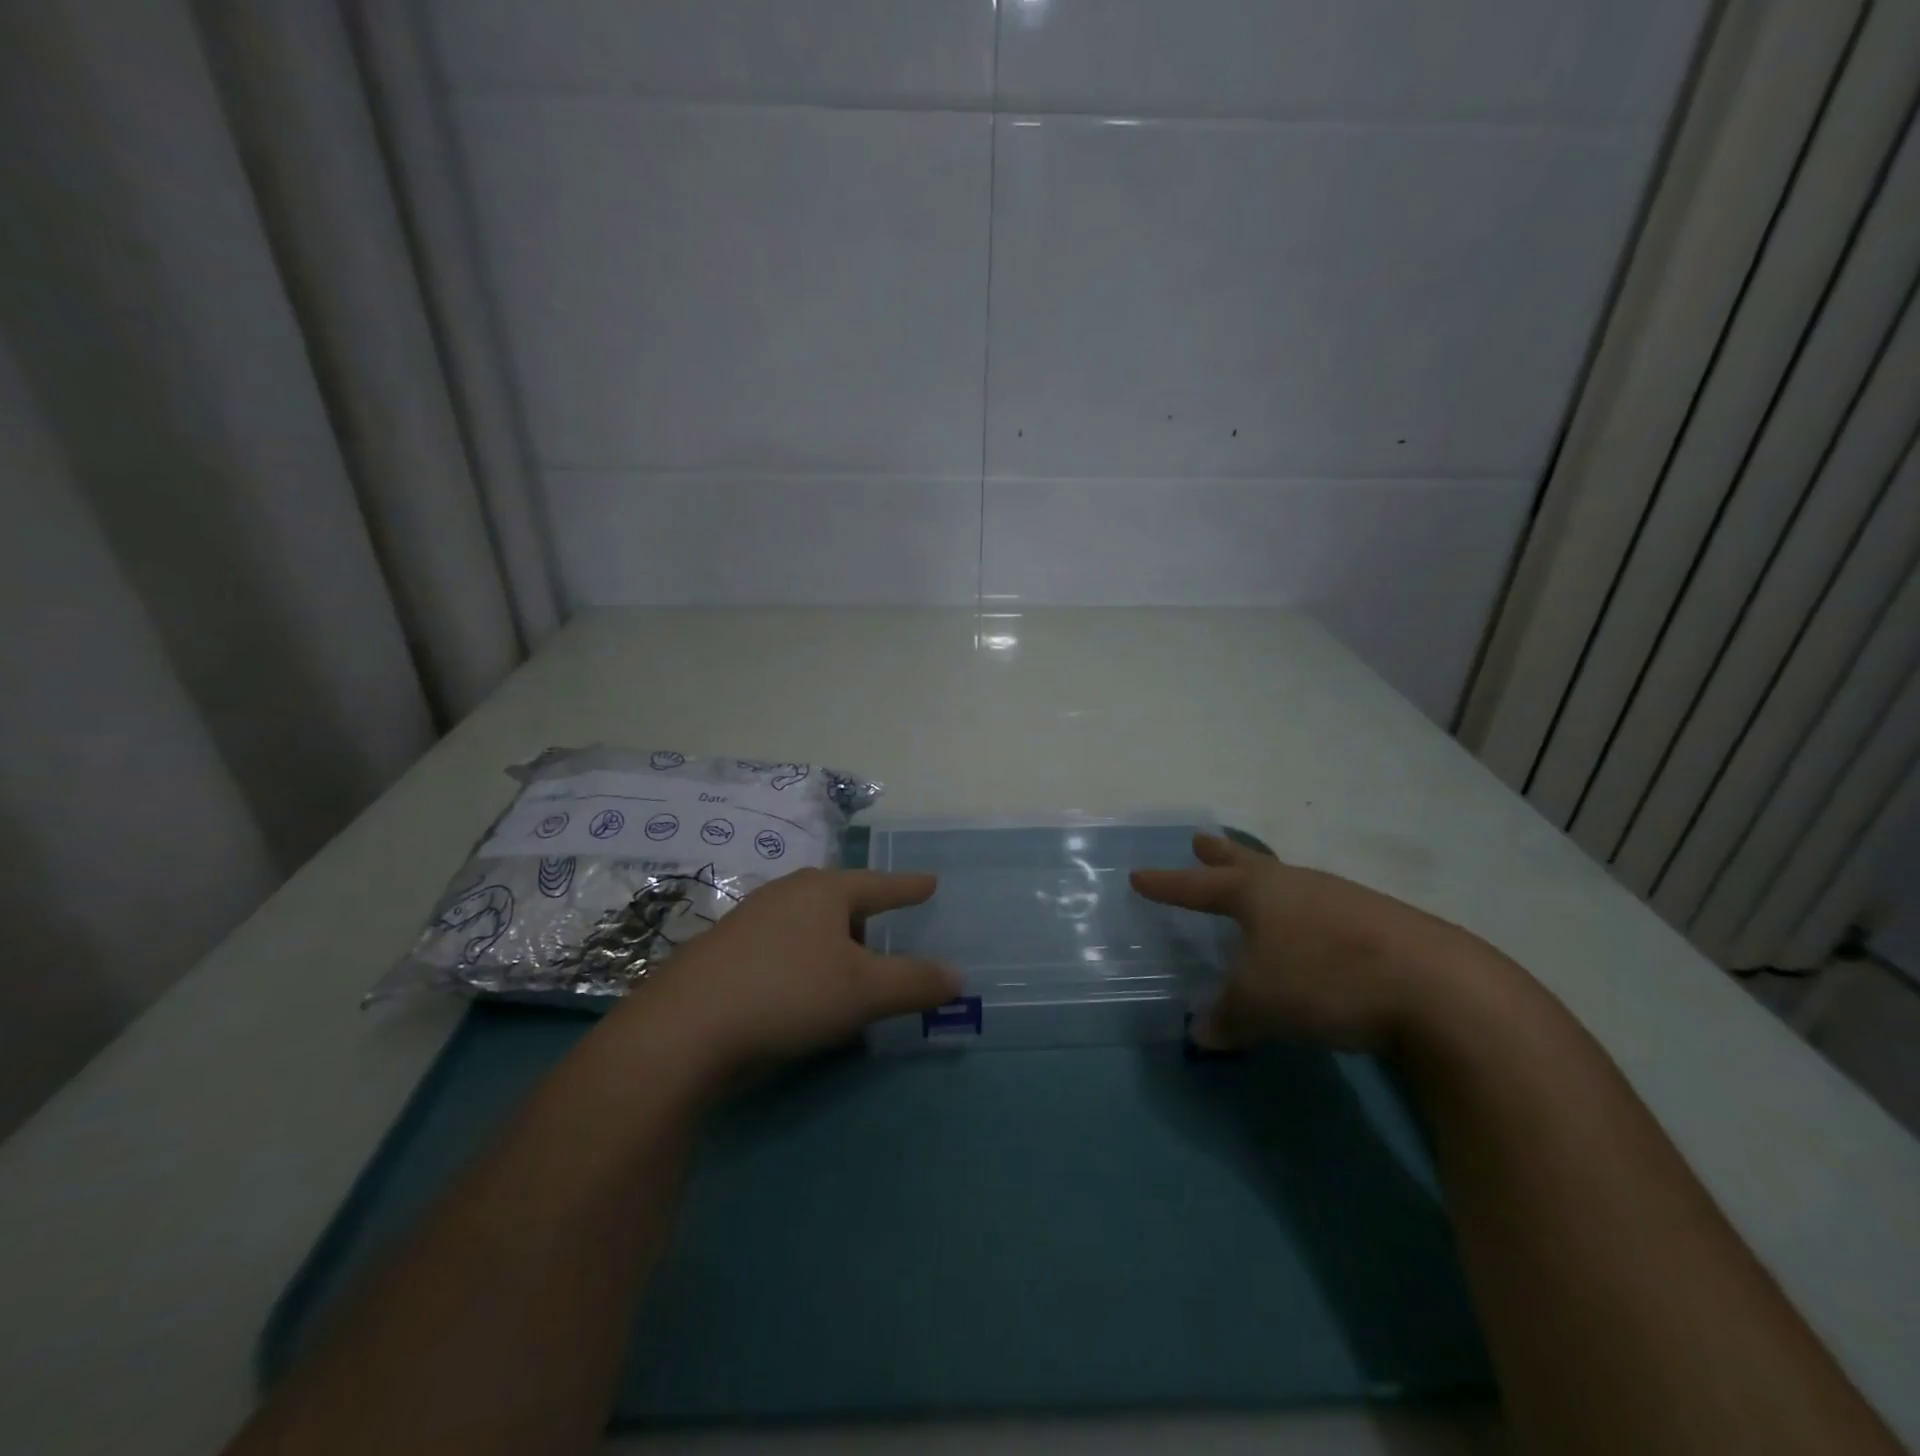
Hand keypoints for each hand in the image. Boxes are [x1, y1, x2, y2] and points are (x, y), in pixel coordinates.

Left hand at [609, 868, 960, 1080]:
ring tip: (845, 962)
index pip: (879, 884)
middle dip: (864, 914)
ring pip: (805, 923)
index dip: (907, 887)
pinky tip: (798, 988)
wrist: (684, 1029)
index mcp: (824, 891)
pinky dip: (800, 960)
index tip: (930, 881)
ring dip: (830, 940)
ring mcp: (748, 921)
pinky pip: (778, 946)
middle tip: (886, 927)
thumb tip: (958, 975)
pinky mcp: (721, 952)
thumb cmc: (788, 993)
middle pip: (838, 898)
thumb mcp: (863, 991)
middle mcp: (785, 895)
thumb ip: (915, 982)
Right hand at [1131, 833, 1495, 1054]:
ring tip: (1258, 888)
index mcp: (1258, 894)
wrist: (1438, 988)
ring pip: (1290, 884)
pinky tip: (1313, 933)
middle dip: (1220, 857)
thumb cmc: (1325, 980)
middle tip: (1200, 841)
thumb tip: (1201, 1032)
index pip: (1198, 887)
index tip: (1139, 876)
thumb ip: (1226, 1017)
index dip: (1167, 885)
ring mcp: (1342, 900)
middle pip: (1248, 864)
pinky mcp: (1380, 925)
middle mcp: (1296, 886)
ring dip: (1267, 883)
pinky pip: (1323, 909)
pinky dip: (1304, 914)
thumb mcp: (1260, 1005)